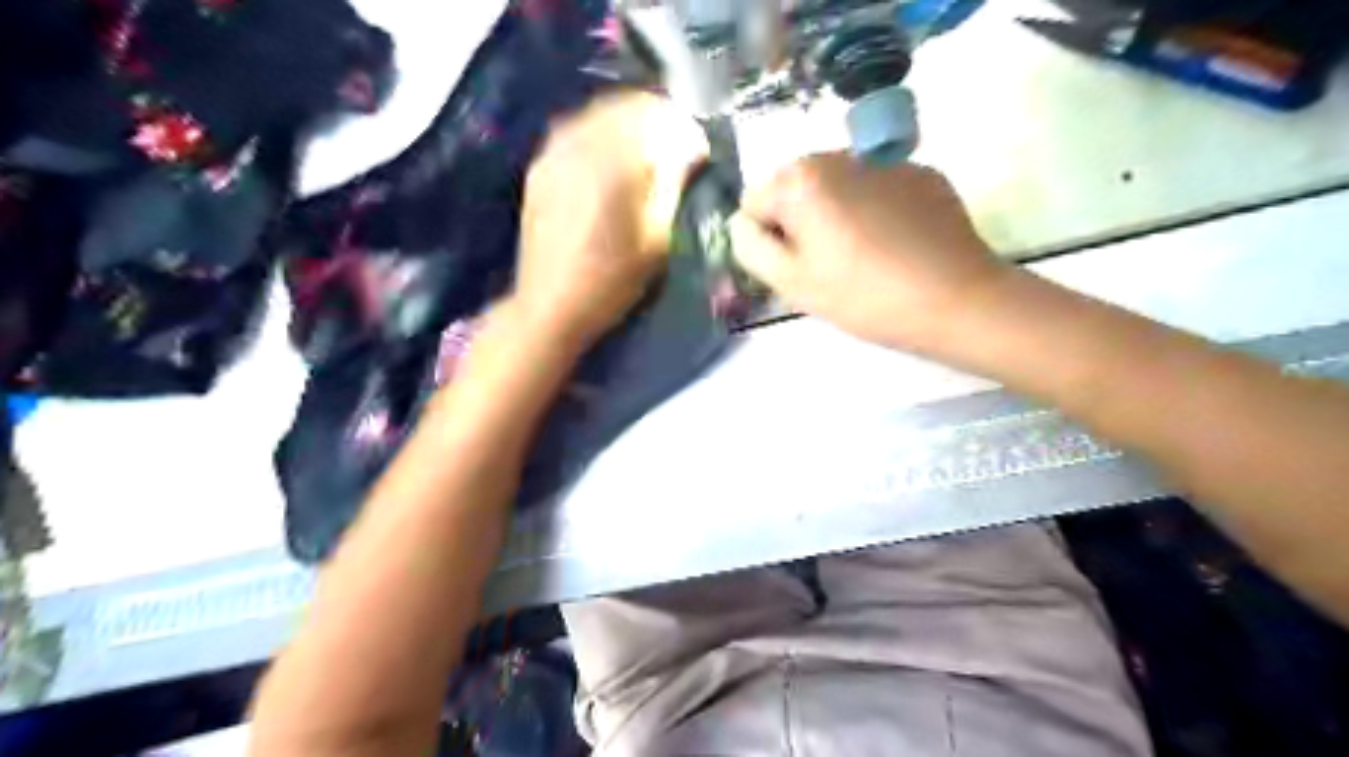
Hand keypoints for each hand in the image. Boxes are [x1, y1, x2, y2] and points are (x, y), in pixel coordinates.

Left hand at [512, 89, 708, 349]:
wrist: (550, 306)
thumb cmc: (612, 280)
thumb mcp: (658, 238)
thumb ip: (675, 184)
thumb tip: (691, 150)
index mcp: (613, 159)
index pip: (659, 116)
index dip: (686, 131)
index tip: (699, 154)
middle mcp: (580, 141)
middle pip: (629, 106)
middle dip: (659, 121)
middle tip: (677, 151)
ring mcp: (554, 150)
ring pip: (601, 113)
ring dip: (630, 125)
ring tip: (647, 155)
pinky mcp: (540, 164)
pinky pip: (578, 128)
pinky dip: (603, 134)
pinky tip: (612, 163)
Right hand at [728, 153, 1011, 357]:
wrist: (957, 299)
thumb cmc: (864, 295)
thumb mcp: (791, 283)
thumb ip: (750, 248)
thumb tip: (742, 225)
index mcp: (801, 178)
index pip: (754, 203)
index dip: (766, 239)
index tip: (795, 269)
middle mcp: (838, 154)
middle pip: (796, 189)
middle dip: (800, 222)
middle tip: (827, 267)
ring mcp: (885, 160)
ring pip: (837, 188)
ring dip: (837, 214)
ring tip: (864, 257)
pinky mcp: (921, 173)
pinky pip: (877, 189)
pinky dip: (875, 211)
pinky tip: (897, 245)